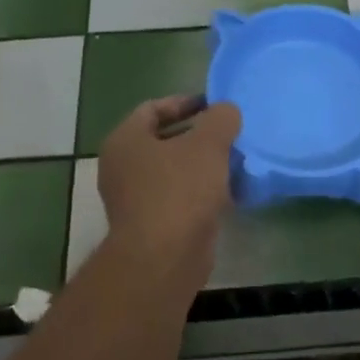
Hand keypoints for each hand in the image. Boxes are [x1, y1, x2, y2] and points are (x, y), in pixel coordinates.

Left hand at [97, 95, 240, 269]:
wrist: (165, 257)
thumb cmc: (180, 190)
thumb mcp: (208, 144)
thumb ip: (220, 119)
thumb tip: (226, 111)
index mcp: (125, 140)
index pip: (152, 108)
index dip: (185, 103)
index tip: (214, 105)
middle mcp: (123, 167)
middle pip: (164, 141)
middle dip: (198, 135)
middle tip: (230, 133)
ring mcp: (135, 199)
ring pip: (174, 171)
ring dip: (203, 165)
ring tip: (236, 160)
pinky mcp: (153, 224)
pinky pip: (181, 197)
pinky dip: (203, 191)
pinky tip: (231, 192)